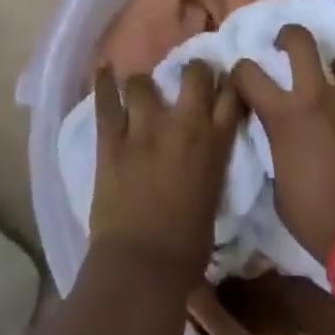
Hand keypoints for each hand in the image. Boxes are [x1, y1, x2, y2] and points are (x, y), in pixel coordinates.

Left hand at [89, 61, 241, 279]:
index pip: (231, 94)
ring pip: (144, 82)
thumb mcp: (213, 197)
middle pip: (194, 74)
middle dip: (192, 71)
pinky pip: (106, 101)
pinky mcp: (112, 140)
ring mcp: (145, 129)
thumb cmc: (188, 248)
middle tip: (185, 79)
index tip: (223, 81)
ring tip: (139, 92)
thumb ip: (210, 164)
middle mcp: (184, 125)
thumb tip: (203, 154)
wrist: (143, 268)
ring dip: (143, 86)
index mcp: (215, 144)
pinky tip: (103, 66)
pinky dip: (104, 81)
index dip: (228, 82)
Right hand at [231, 24, 334, 261]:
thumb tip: (281, 144)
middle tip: (283, 46)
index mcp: (283, 116)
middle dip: (288, 36)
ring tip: (329, 77)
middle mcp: (316, 97)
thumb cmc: (316, 218)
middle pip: (301, 41)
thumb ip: (277, 153)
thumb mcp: (279, 188)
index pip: (248, 74)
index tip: (240, 81)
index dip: (239, 72)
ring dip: (334, 64)